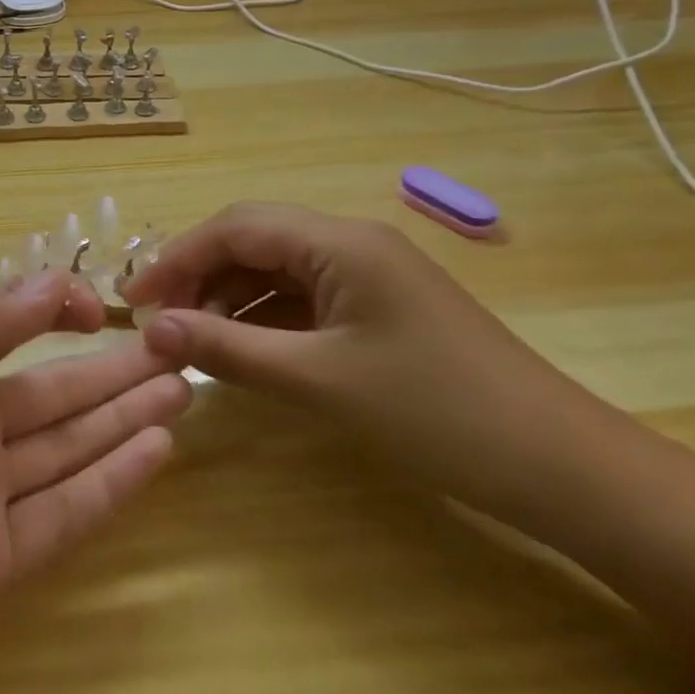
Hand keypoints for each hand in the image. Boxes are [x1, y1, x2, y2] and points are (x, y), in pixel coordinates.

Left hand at [0, 270, 189, 693]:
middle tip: (181, 348)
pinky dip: (109, 485)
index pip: (7, 327)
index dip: (59, 310)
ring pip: (66, 447)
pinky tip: (154, 452)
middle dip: (112, 369)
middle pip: (51, 391)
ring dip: (122, 418)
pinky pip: (60, 515)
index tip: (110, 309)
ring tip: (181, 388)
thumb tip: (50, 279)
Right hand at [122, 202, 620, 524]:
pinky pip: (305, 297)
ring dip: (230, 298)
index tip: (133, 300)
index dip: (177, 258)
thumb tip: (152, 328)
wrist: (561, 466)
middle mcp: (349, 241)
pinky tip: (244, 349)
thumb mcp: (318, 381)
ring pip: (276, 269)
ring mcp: (367, 273)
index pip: (235, 227)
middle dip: (199, 275)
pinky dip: (266, 318)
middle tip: (157, 321)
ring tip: (191, 339)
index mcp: (338, 241)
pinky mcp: (378, 305)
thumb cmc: (436, 414)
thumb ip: (228, 348)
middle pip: (253, 240)